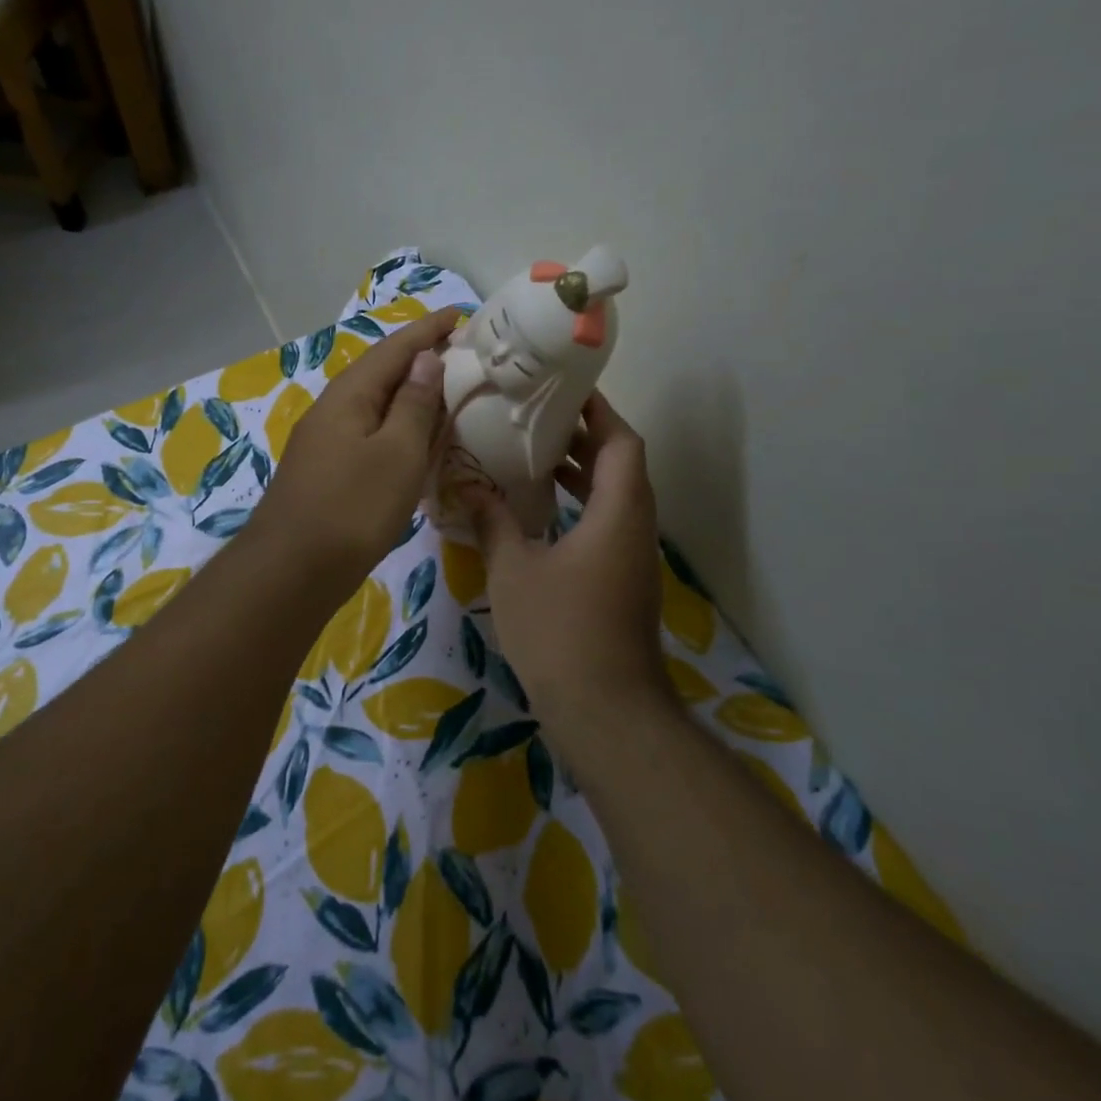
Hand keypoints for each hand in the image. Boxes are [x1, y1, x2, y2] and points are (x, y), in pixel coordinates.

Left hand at [249, 307, 463, 590]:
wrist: (293, 570)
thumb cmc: (353, 507)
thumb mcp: (396, 452)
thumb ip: (413, 404)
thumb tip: (425, 359)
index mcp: (349, 395)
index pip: (394, 349)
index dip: (428, 331)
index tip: (461, 316)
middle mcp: (333, 409)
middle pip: (381, 373)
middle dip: (419, 359)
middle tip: (461, 354)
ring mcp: (325, 442)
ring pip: (374, 405)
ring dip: (408, 394)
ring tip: (445, 391)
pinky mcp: (327, 471)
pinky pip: (369, 433)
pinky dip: (397, 427)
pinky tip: (413, 440)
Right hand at [464, 393, 672, 741]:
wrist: (606, 710)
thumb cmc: (559, 631)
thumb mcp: (513, 570)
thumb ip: (492, 521)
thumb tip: (465, 486)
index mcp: (618, 512)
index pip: (621, 442)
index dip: (598, 411)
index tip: (565, 390)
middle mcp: (635, 526)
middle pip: (621, 464)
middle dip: (584, 437)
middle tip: (538, 416)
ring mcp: (633, 557)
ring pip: (615, 496)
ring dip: (581, 472)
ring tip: (533, 454)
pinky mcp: (624, 581)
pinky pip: (607, 523)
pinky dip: (580, 504)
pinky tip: (540, 511)